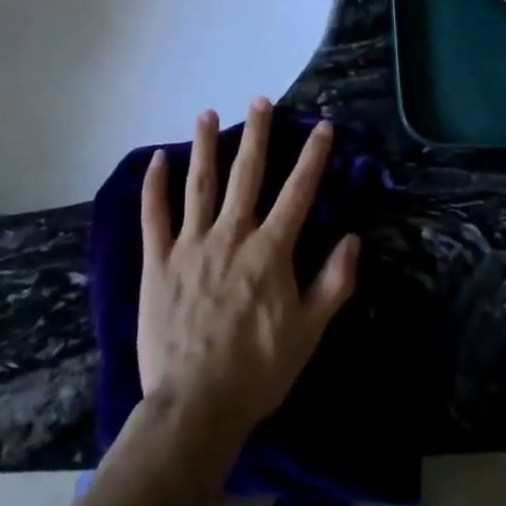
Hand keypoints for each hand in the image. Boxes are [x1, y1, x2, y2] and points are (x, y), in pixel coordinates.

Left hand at [138, 100, 358, 442]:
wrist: (195, 405)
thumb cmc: (257, 371)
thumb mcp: (308, 333)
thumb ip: (333, 283)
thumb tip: (352, 238)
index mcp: (269, 250)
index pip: (297, 192)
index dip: (313, 157)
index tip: (323, 126)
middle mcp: (231, 234)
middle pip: (247, 174)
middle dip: (256, 134)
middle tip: (260, 100)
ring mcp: (191, 244)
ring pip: (200, 183)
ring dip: (205, 145)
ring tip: (208, 113)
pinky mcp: (158, 261)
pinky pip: (154, 215)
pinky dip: (154, 185)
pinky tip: (158, 158)